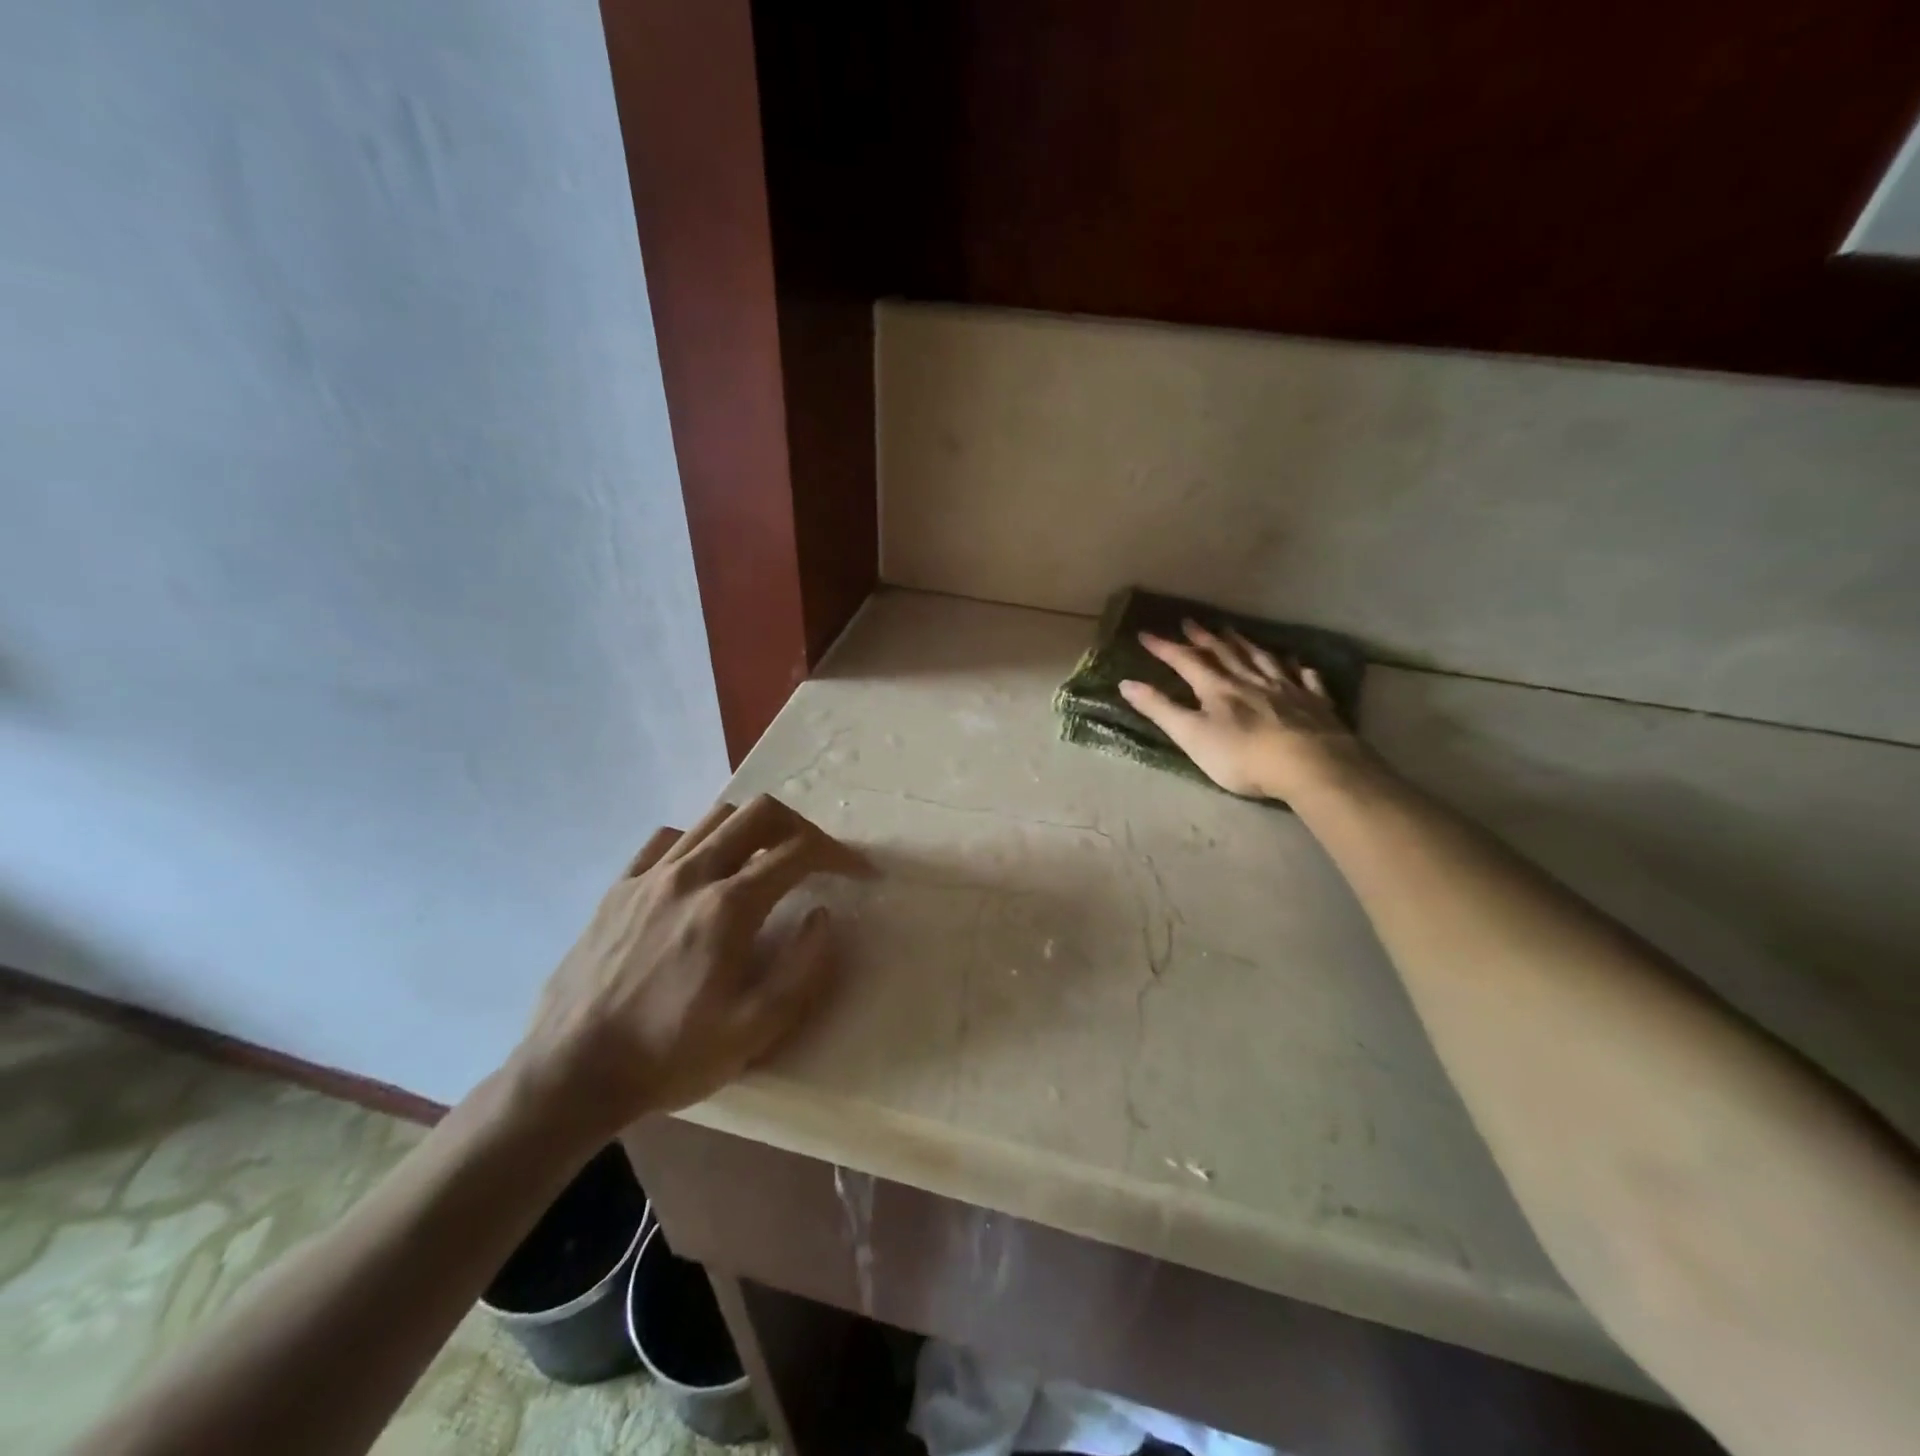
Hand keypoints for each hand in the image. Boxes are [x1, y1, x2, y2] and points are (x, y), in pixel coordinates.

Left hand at [508, 794, 867, 1140]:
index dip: (838, 855)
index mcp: (728, 907)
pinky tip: (702, 873)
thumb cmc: (668, 1055)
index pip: (798, 852)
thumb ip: (802, 969)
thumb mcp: (753, 1030)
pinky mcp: (618, 888)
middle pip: (758, 813)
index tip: (858, 872)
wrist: (570, 1074)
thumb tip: (823, 916)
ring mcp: (649, 877)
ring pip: (714, 818)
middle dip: (799, 825)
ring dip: (752, 830)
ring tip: (764, 862)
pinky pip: (665, 840)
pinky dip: (698, 842)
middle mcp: (691, 875)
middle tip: (815, 856)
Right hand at [1118, 620, 1366, 801]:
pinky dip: (1296, 667)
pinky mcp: (1315, 702)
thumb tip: (1126, 683)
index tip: (1146, 634)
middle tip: (1190, 621)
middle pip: (1224, 653)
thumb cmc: (1242, 756)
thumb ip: (1160, 710)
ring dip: (1245, 644)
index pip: (1186, 661)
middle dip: (1204, 637)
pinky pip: (1305, 678)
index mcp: (1217, 688)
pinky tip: (1296, 662)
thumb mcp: (1191, 736)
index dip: (1165, 648)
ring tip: (1234, 631)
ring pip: (1262, 658)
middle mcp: (1250, 680)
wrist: (1309, 764)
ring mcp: (1286, 688)